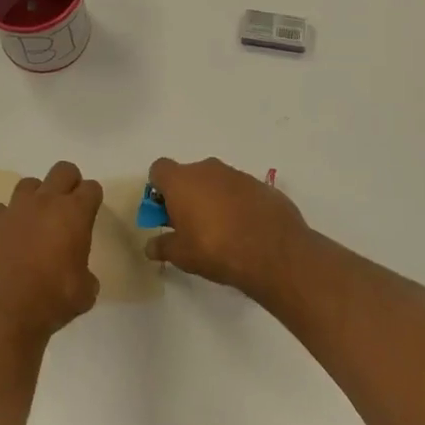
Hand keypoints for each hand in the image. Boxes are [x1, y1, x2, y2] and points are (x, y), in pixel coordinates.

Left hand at [0, 161, 101, 348]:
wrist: (8, 313)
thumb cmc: (54, 300)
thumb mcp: (87, 290)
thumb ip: (86, 270)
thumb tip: (77, 271)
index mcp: (74, 214)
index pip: (91, 188)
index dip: (93, 199)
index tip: (90, 213)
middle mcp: (45, 202)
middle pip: (63, 170)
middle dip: (69, 183)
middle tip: (68, 208)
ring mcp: (15, 209)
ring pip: (29, 184)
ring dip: (37, 197)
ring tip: (36, 221)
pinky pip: (1, 208)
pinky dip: (7, 218)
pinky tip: (9, 236)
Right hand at [145, 157, 311, 303]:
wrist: (274, 252)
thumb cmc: (215, 248)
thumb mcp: (181, 255)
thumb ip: (163, 246)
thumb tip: (150, 247)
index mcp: (181, 180)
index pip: (159, 169)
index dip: (159, 189)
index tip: (165, 212)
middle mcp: (207, 169)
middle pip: (188, 176)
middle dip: (187, 196)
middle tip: (191, 226)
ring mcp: (237, 175)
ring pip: (216, 182)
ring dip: (213, 200)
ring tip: (222, 232)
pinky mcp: (262, 186)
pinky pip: (240, 191)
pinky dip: (238, 205)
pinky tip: (245, 231)